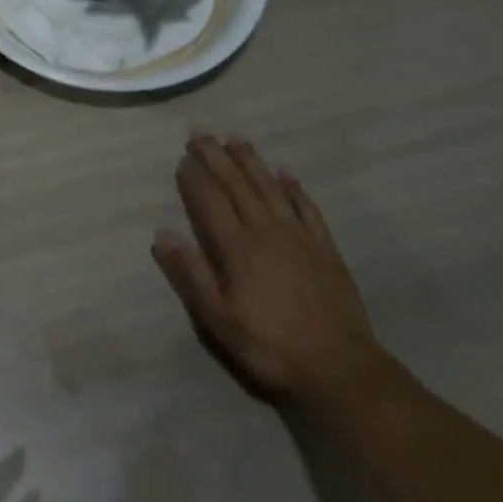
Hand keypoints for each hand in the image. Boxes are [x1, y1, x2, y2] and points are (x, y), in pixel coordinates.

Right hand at [153, 133, 375, 398]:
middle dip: (216, 157)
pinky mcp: (324, 247)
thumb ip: (191, 274)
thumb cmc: (271, 346)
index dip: (194, 177)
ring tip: (235, 139)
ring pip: (269, 187)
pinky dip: (294, 187)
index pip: (209, 200)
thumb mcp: (219, 320)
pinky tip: (286, 173)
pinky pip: (306, 207)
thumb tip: (162, 234)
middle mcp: (265, 230)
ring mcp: (298, 236)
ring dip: (250, 161)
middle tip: (200, 133)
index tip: (183, 157)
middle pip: (236, 184)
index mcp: (236, 247)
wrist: (339, 369)